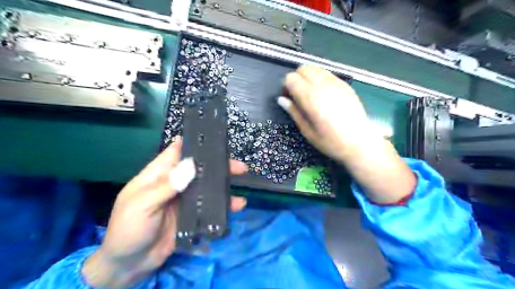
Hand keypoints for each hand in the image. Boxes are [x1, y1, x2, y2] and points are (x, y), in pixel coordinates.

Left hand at [82, 138, 246, 287]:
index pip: (178, 152)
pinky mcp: (193, 215)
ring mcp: (185, 200)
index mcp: (159, 175)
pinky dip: (224, 205)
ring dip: (224, 184)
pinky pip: (211, 207)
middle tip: (239, 165)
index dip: (195, 143)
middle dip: (219, 165)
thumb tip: (192, 164)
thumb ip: (166, 186)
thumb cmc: (129, 229)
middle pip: (199, 169)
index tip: (216, 140)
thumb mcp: (142, 205)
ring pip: (208, 186)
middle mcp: (175, 183)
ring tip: (242, 183)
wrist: (130, 264)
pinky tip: (238, 206)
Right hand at [278, 65, 416, 204]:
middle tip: (298, 95)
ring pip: (316, 68)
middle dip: (297, 78)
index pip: (291, 78)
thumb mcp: (307, 131)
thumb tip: (281, 99)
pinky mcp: (345, 85)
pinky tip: (324, 94)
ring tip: (311, 94)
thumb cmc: (331, 141)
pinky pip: (327, 74)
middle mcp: (323, 85)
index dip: (286, 87)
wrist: (360, 143)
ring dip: (309, 77)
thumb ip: (294, 112)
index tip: (289, 98)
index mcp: (310, 97)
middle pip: (303, 69)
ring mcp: (336, 83)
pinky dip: (320, 79)